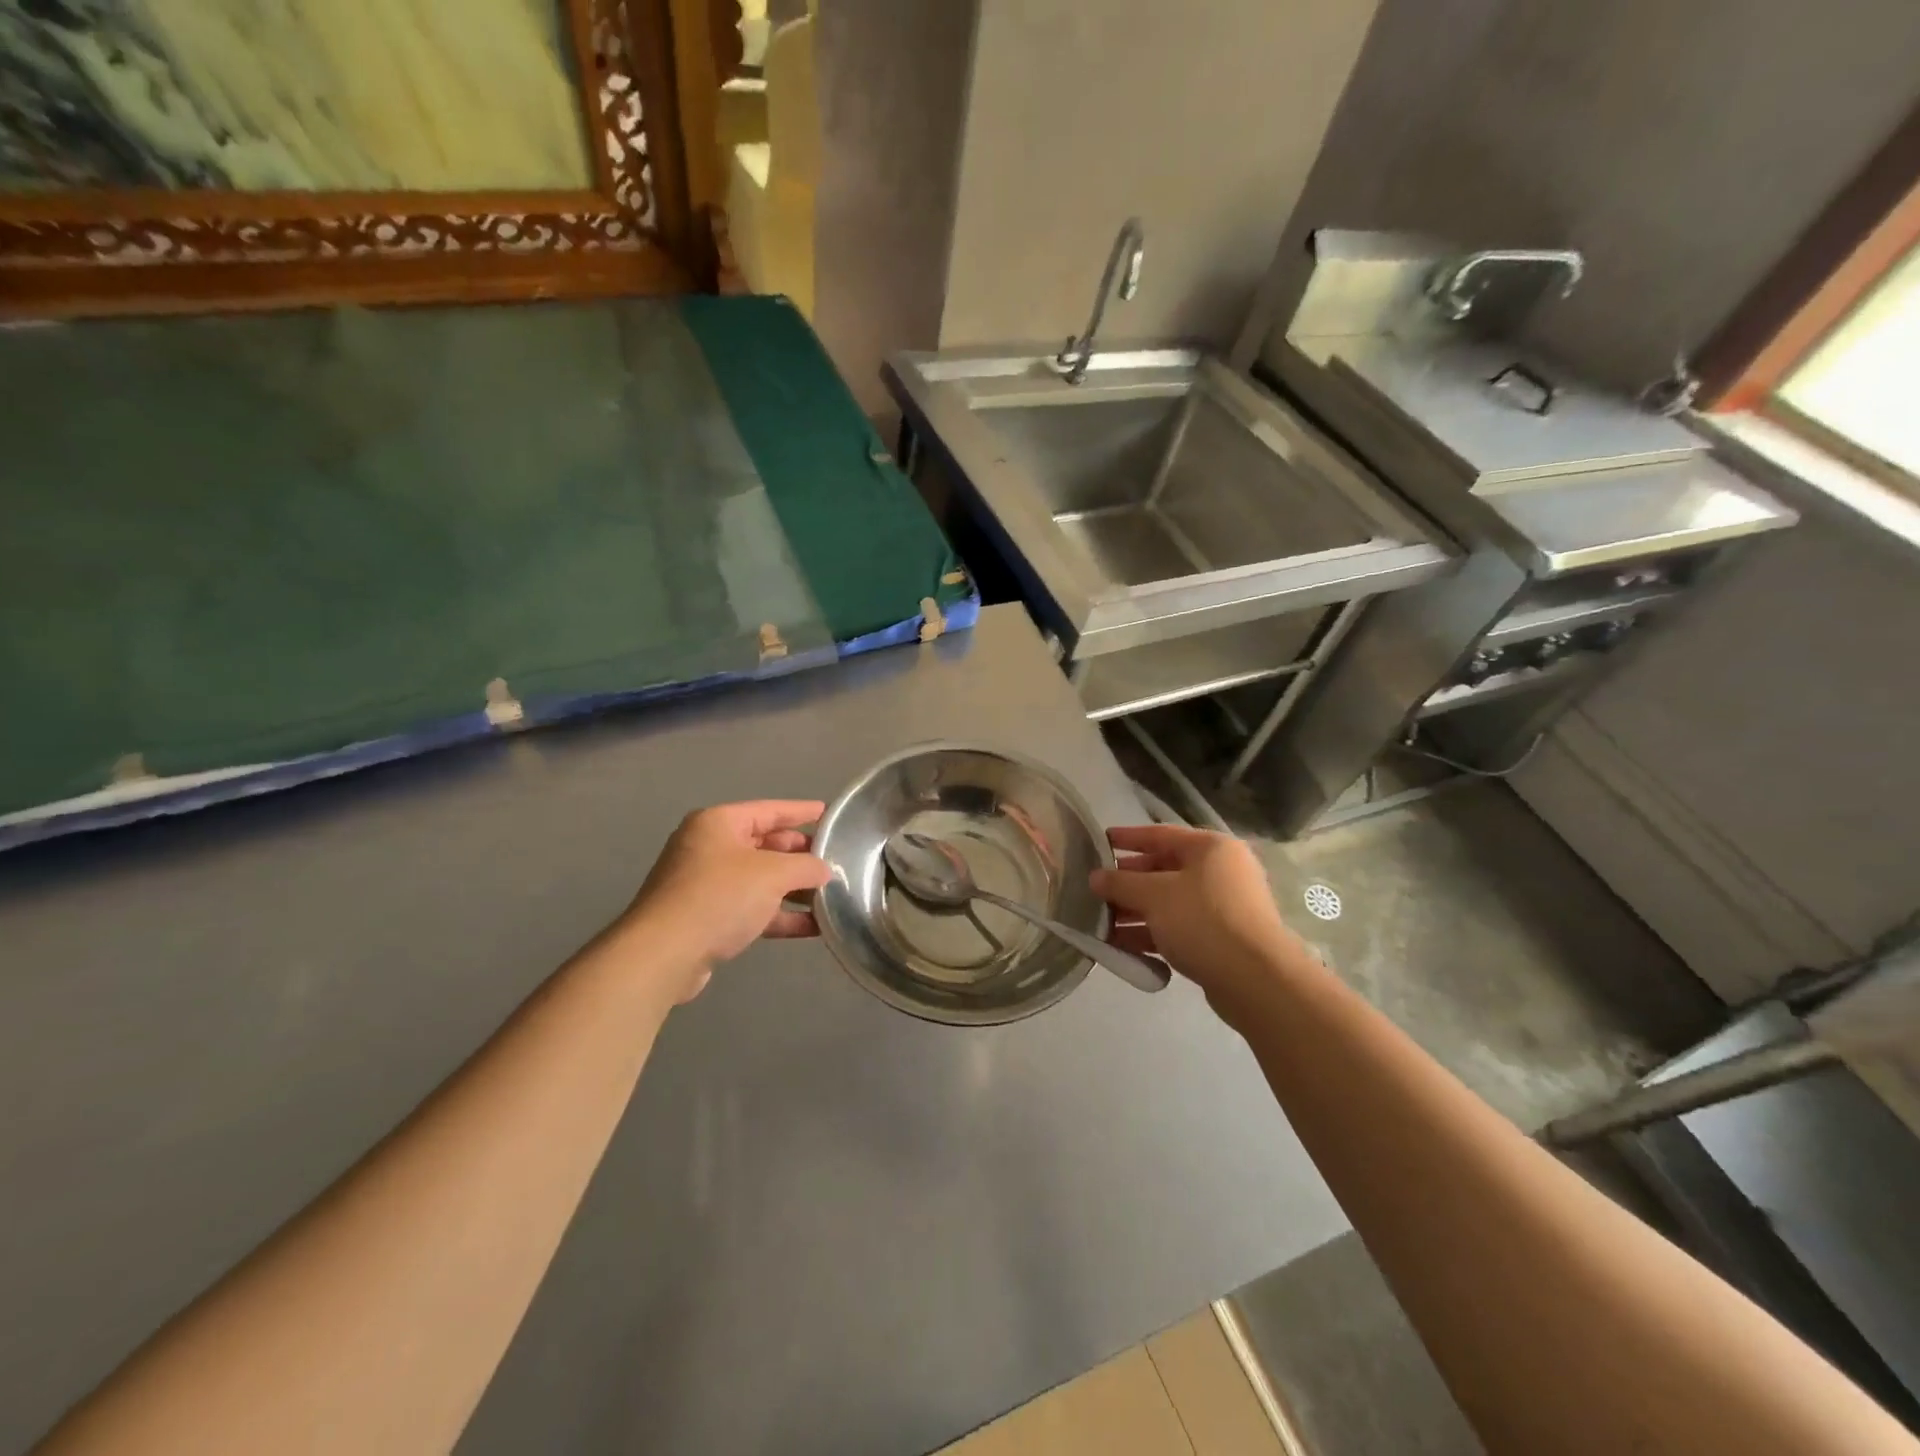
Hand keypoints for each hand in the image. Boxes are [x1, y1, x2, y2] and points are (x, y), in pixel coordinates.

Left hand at [621, 801, 831, 1001]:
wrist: (664, 955)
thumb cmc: (719, 897)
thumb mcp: (772, 874)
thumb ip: (806, 867)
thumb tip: (824, 871)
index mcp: (719, 823)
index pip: (769, 810)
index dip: (801, 811)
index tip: (830, 813)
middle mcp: (710, 848)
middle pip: (765, 845)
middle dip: (800, 855)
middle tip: (835, 860)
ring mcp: (706, 884)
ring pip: (760, 880)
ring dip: (794, 889)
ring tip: (831, 895)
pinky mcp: (707, 918)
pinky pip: (752, 909)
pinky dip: (779, 915)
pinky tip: (812, 926)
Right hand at [1091, 825, 1315, 1019]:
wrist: (1255, 980)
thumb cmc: (1203, 921)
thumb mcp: (1154, 896)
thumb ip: (1121, 883)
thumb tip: (1095, 877)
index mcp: (1211, 848)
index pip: (1161, 834)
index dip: (1128, 838)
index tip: (1100, 841)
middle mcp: (1221, 872)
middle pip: (1164, 870)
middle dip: (1128, 882)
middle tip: (1096, 890)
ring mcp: (1223, 908)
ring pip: (1169, 903)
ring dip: (1135, 912)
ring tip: (1101, 923)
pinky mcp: (1221, 940)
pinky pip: (1178, 929)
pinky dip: (1152, 934)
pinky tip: (1122, 947)